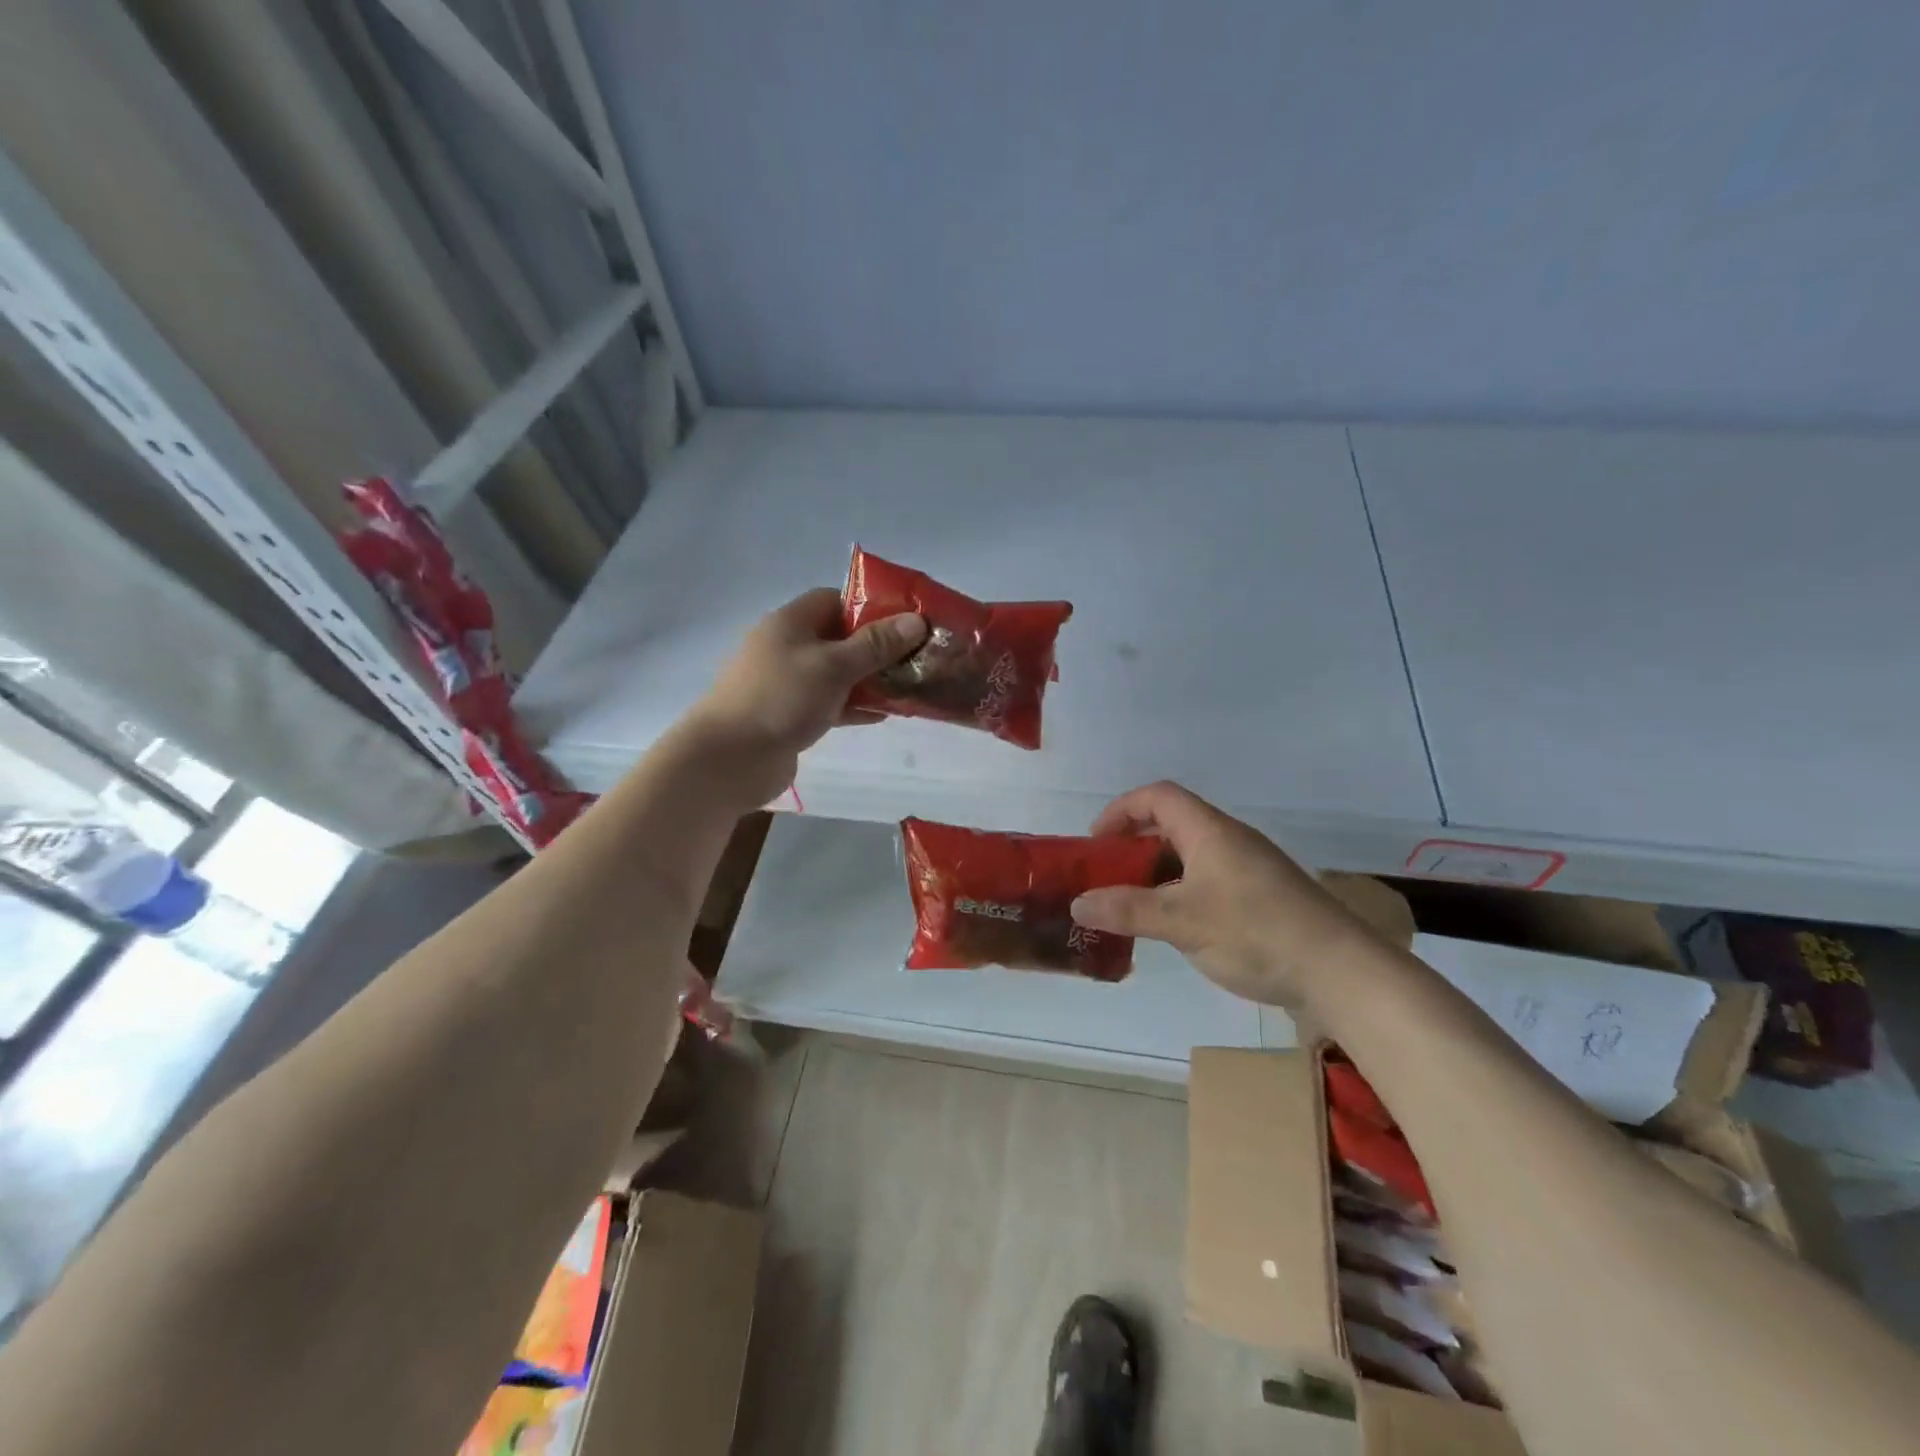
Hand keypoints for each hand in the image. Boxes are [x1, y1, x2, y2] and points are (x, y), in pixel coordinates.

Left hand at [686, 588, 926, 805]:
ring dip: (869, 679)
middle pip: (839, 637)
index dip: (871, 606)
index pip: (835, 600)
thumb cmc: (782, 698)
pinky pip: (830, 703)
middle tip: (916, 656)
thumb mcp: (835, 666)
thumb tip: (917, 620)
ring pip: (837, 674)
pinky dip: (854, 706)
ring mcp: (787, 683)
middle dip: (877, 646)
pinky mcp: (790, 716)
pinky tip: (884, 715)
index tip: (906, 620)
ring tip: (909, 686)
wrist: (731, 759)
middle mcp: (787, 647)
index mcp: (791, 622)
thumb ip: (877, 644)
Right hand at [1069, 781, 1371, 1007]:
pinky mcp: (1261, 898)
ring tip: (1132, 904)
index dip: (1121, 810)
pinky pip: (1208, 881)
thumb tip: (1077, 902)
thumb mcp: (1182, 922)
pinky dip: (1180, 893)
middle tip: (1107, 875)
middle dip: (1134, 844)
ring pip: (1190, 856)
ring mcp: (1249, 869)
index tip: (1096, 842)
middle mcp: (1230, 841)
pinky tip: (1174, 927)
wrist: (1341, 973)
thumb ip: (1127, 910)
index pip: (1158, 796)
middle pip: (1172, 824)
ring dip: (1156, 872)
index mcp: (1210, 831)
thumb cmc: (1256, 933)